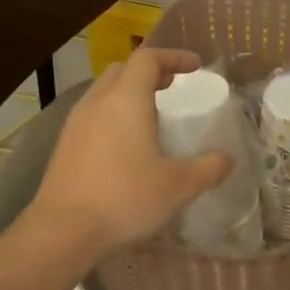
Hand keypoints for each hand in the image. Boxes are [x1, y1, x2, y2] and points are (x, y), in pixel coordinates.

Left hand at [28, 47, 231, 255]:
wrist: (62, 232)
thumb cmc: (124, 199)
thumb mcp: (179, 186)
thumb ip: (209, 168)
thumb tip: (228, 159)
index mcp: (126, 100)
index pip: (148, 59)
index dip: (174, 57)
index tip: (195, 67)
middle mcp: (97, 102)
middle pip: (123, 70)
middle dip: (150, 72)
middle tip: (173, 87)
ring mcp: (76, 124)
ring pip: (104, 92)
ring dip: (129, 94)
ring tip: (152, 115)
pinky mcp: (64, 146)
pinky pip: (93, 115)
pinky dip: (114, 115)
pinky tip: (126, 145)